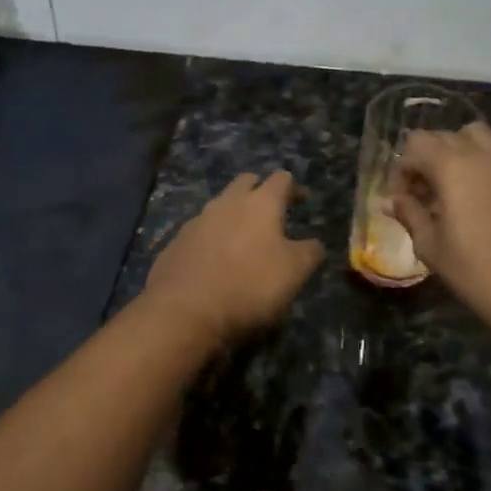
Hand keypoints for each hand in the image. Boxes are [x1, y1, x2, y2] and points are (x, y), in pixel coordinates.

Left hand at [144, 172, 324, 346]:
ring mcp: (197, 221)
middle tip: (271, 211)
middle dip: (259, 190)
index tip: (302, 200)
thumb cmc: (250, 285)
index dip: (294, 188)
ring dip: (234, 214)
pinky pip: (200, 231)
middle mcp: (227, 203)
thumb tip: (313, 243)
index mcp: (260, 203)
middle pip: (246, 182)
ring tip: (244, 238)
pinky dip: (212, 238)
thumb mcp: (295, 272)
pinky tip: (216, 260)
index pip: (281, 179)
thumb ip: (310, 252)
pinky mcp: (176, 242)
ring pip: (220, 205)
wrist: (185, 310)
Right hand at [386, 122, 490, 342]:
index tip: (400, 198)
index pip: (417, 144)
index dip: (402, 168)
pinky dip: (482, 171)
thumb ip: (409, 214)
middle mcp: (485, 157)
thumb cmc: (476, 272)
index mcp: (454, 167)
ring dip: (457, 156)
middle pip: (447, 136)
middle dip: (427, 158)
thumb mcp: (431, 246)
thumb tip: (390, 200)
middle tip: (421, 194)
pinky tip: (479, 208)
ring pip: (478, 140)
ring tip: (450, 192)